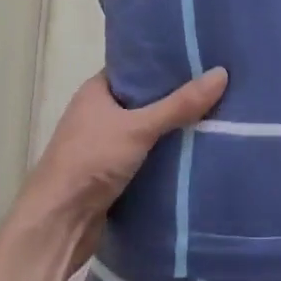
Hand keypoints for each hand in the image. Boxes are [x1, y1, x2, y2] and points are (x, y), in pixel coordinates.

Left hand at [18, 68, 228, 267]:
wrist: (57, 224)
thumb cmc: (90, 161)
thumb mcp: (139, 127)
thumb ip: (179, 104)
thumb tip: (222, 73)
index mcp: (97, 91)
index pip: (136, 66)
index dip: (165, 61)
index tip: (200, 56)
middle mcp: (99, 114)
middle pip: (145, 100)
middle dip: (176, 97)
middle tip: (216, 86)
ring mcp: (104, 146)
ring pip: (147, 131)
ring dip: (173, 130)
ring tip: (216, 116)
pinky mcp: (112, 176)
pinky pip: (146, 158)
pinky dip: (166, 157)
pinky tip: (196, 152)